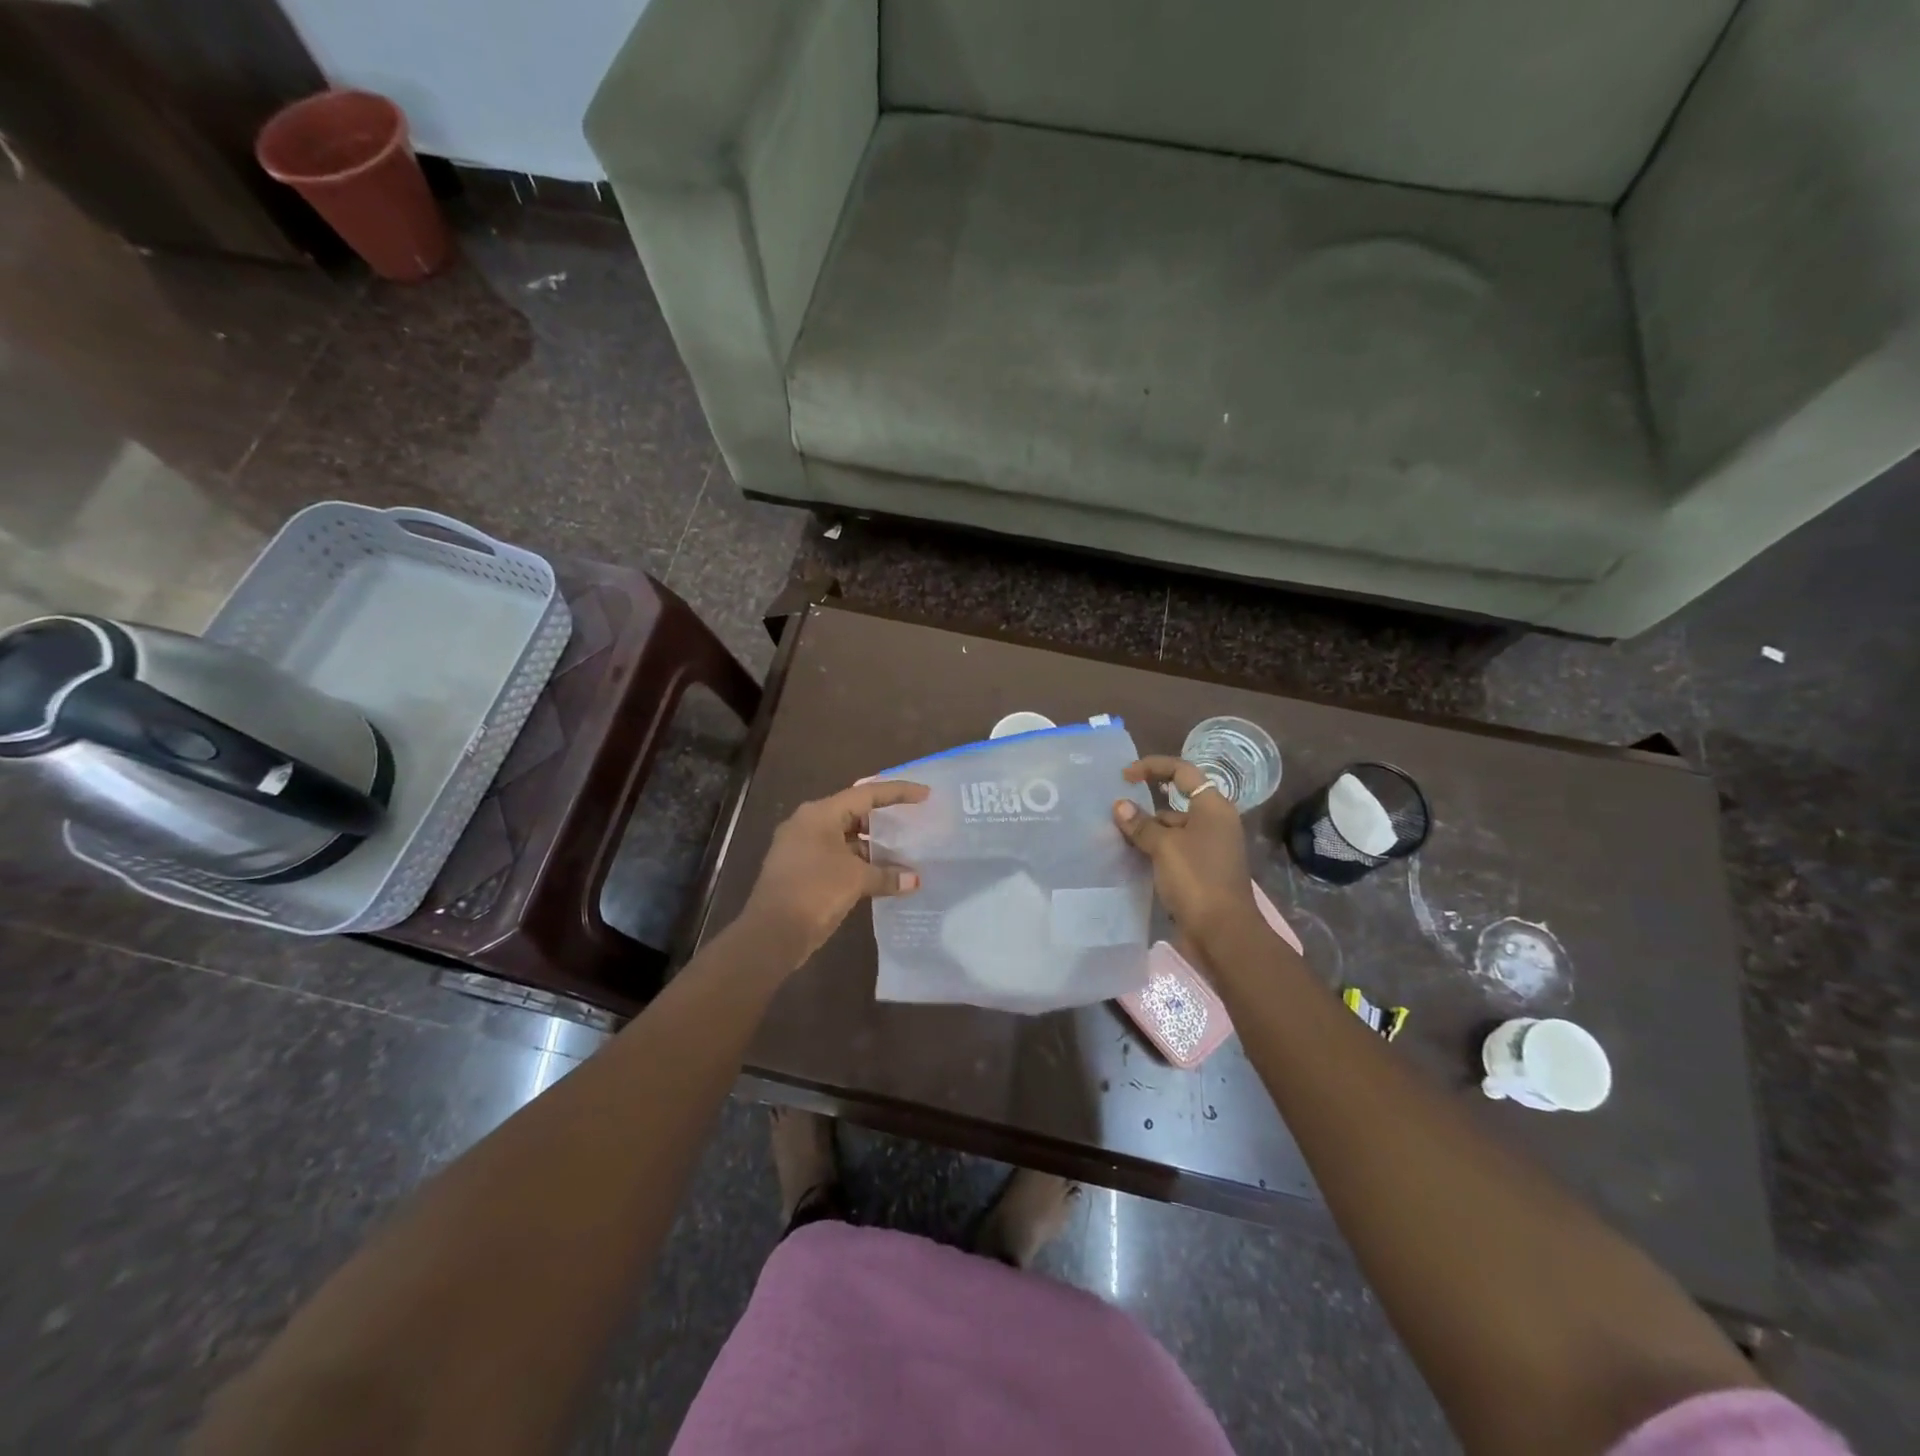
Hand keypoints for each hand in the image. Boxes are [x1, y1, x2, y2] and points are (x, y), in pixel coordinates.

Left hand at [742, 779, 929, 964]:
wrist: (771, 933)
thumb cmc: (814, 892)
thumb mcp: (856, 880)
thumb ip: (887, 876)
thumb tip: (914, 880)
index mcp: (819, 814)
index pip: (866, 794)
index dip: (898, 792)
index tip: (924, 795)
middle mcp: (808, 824)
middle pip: (854, 813)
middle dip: (885, 821)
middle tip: (913, 823)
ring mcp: (802, 848)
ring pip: (846, 838)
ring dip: (873, 847)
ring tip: (904, 853)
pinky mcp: (802, 870)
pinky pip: (837, 858)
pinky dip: (859, 863)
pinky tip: (882, 875)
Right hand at [1113, 757, 1259, 950]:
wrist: (1223, 933)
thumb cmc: (1197, 879)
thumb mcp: (1164, 847)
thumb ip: (1141, 824)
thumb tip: (1120, 806)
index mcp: (1213, 807)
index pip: (1182, 772)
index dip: (1153, 767)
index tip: (1125, 776)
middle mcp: (1214, 823)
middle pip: (1176, 801)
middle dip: (1145, 804)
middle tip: (1115, 812)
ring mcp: (1209, 849)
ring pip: (1172, 829)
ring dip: (1147, 830)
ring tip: (1116, 836)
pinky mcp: (1201, 871)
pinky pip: (1173, 851)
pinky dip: (1153, 850)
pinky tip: (1131, 858)